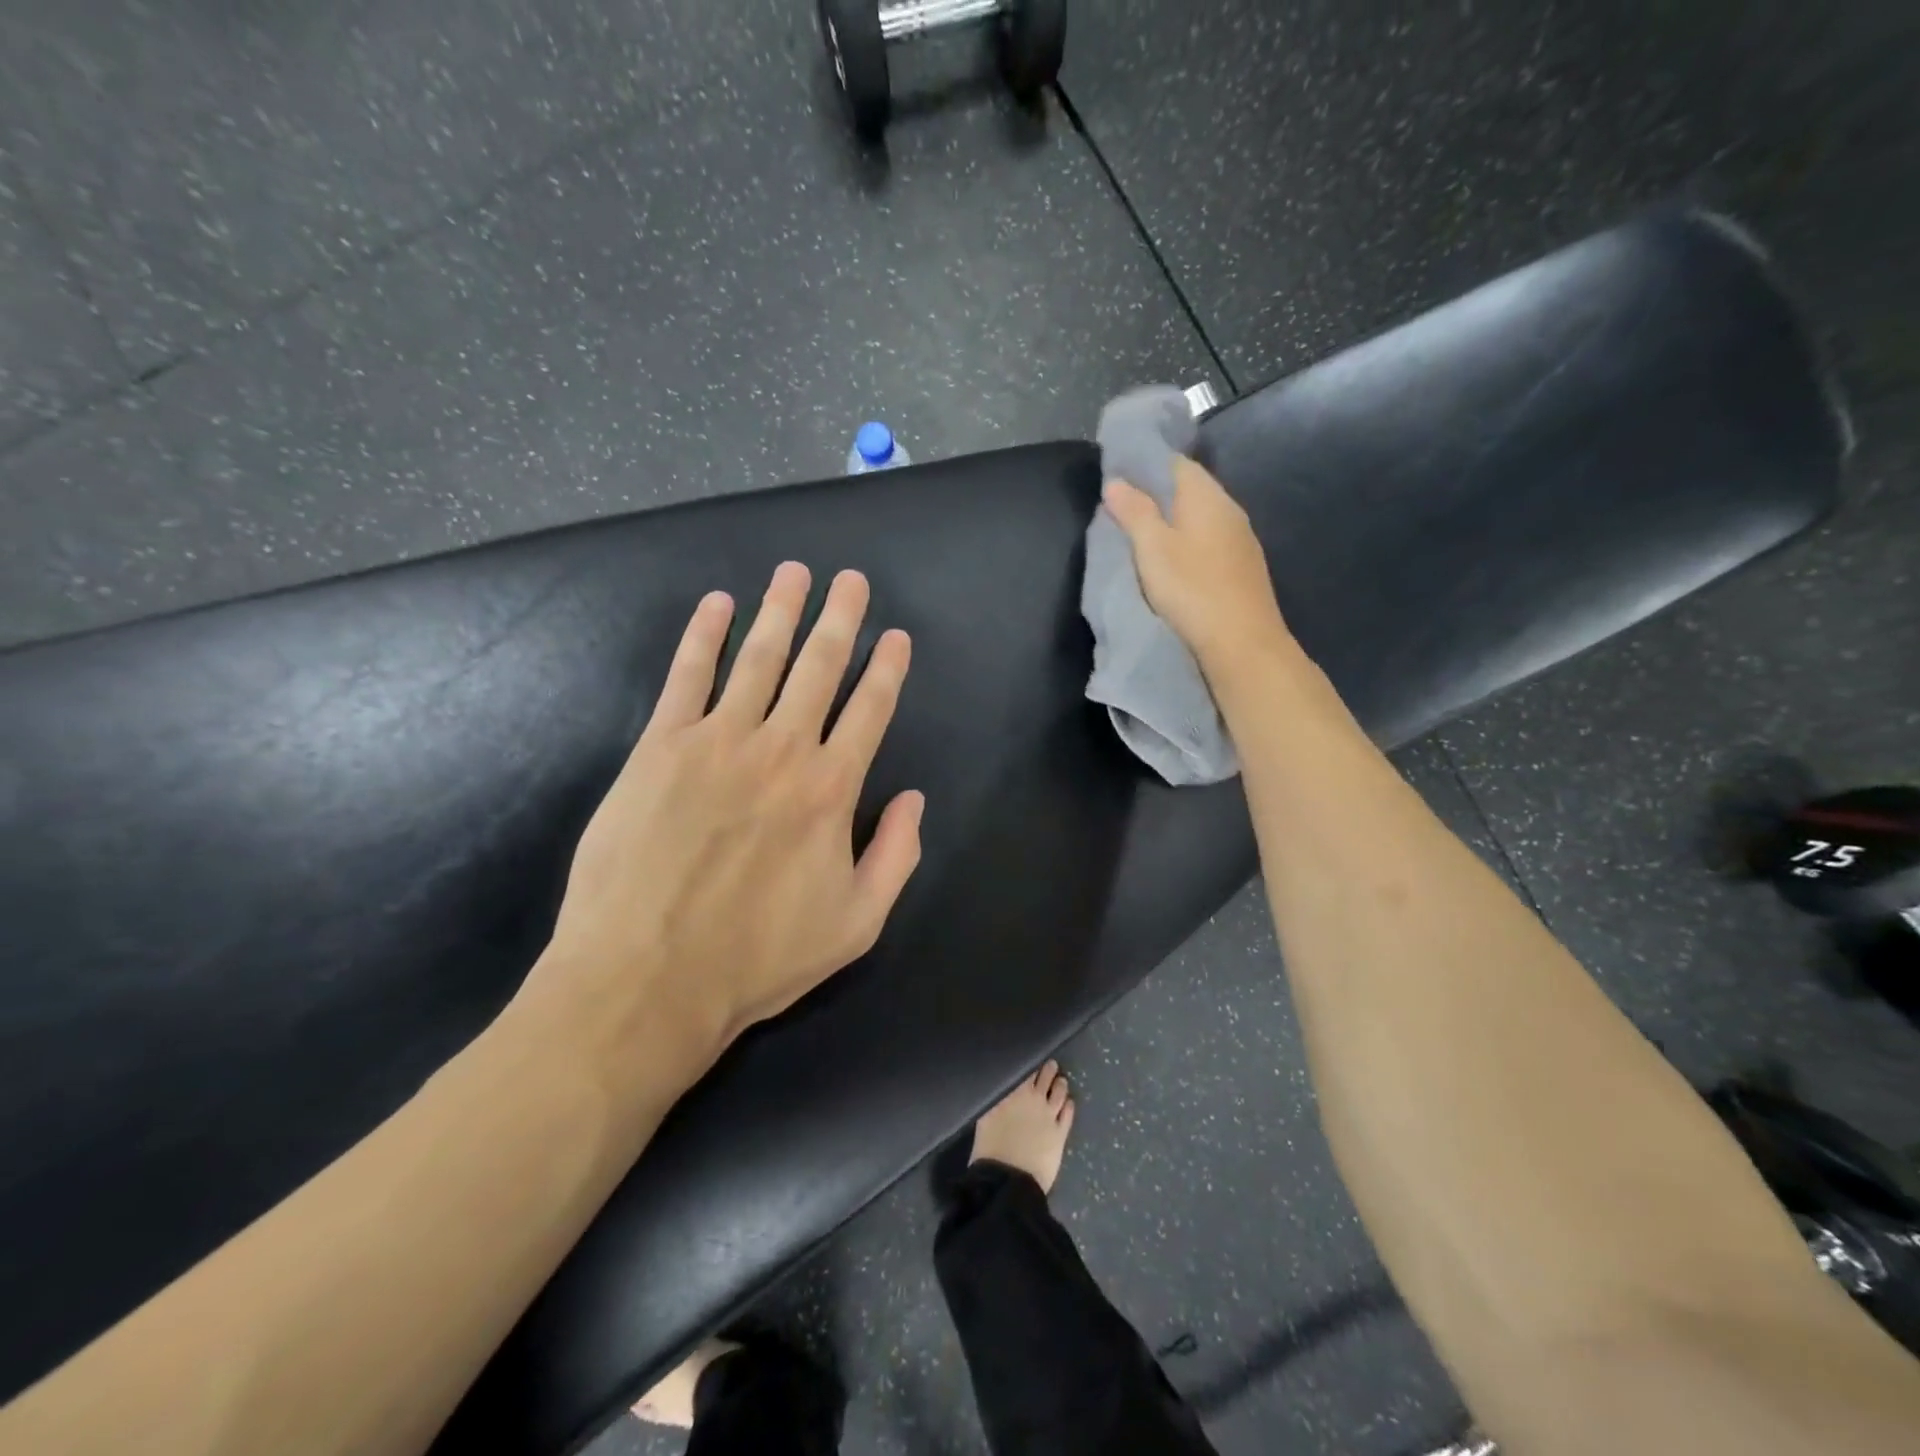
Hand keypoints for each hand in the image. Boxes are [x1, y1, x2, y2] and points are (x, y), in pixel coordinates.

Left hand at [529, 562, 923, 1068]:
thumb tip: (914, 798)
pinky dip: (702, 636)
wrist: (646, 979)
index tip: (895, 636)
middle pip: (818, 667)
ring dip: (780, 611)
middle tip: (852, 579)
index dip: (886, 668)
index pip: (869, 710)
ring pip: (758, 658)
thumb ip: (897, 856)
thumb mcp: (856, 924)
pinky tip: (716, 605)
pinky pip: (686, 676)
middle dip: (840, 618)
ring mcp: (716, 742)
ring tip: (795, 573)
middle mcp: (781, 750)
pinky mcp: (659, 747)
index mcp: (831, 790)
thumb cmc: (757, 959)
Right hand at [1102, 456, 1290, 671]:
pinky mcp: (1243, 567)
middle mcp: (1229, 508)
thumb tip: (1116, 482)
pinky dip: (1188, 543)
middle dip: (1157, 495)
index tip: (1116, 481)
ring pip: (1200, 517)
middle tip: (1122, 511)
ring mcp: (1241, 539)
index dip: (1145, 466)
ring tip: (1143, 538)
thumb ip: (1134, 512)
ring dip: (1173, 522)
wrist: (1243, 643)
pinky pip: (1210, 541)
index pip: (1175, 463)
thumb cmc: (1192, 590)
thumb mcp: (1152, 548)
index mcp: (1206, 496)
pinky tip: (1175, 563)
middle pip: (1189, 489)